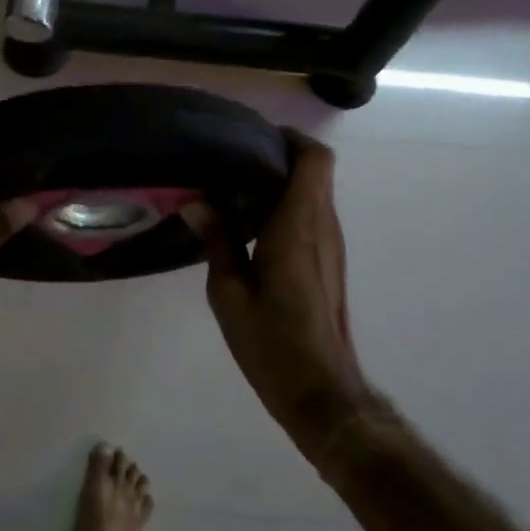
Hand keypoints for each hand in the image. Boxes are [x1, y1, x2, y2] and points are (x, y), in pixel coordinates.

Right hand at [191, 131, 376, 460]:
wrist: (321, 393)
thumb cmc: (271, 343)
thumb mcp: (228, 293)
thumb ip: (217, 241)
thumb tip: (197, 202)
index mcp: (298, 227)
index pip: (315, 159)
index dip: (290, 138)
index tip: (253, 137)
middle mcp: (323, 227)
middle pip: (315, 170)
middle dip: (278, 156)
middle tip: (232, 160)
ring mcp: (331, 246)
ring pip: (315, 192)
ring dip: (282, 182)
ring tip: (235, 188)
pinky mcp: (329, 263)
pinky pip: (313, 216)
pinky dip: (287, 206)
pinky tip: (250, 224)